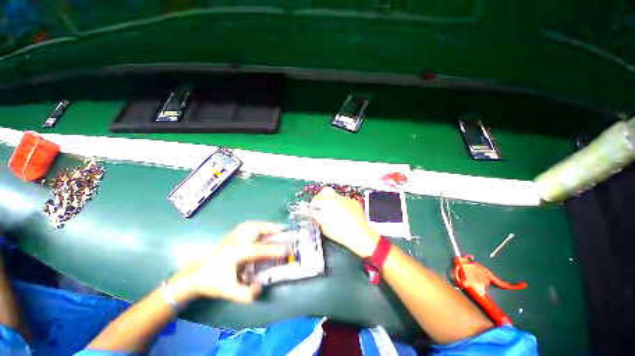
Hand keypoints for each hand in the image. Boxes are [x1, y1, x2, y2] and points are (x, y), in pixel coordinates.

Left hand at [169, 222, 286, 303]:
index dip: (274, 250)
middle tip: (282, 230)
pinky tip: (259, 228)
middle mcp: (236, 241)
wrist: (194, 276)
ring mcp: (232, 237)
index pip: (259, 250)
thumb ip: (246, 294)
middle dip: (271, 228)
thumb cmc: (213, 283)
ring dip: (264, 225)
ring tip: (273, 227)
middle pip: (256, 229)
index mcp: (236, 253)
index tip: (286, 250)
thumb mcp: (229, 292)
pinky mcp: (230, 236)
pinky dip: (256, 224)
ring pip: (251, 225)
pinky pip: (246, 225)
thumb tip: (262, 287)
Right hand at [311, 187, 379, 257]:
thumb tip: (312, 211)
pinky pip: (345, 201)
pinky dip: (342, 205)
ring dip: (332, 202)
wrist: (359, 235)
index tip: (314, 207)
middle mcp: (337, 198)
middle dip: (322, 197)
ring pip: (335, 196)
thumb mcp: (324, 226)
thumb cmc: (342, 232)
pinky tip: (343, 215)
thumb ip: (316, 216)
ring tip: (334, 214)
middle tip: (321, 206)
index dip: (313, 203)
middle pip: (325, 191)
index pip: (316, 198)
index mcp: (328, 203)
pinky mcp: (354, 202)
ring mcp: (347, 199)